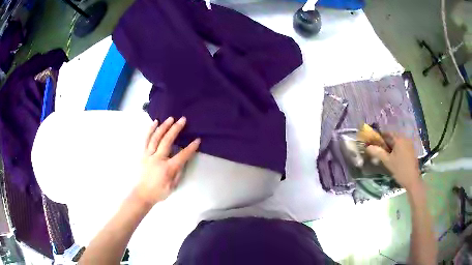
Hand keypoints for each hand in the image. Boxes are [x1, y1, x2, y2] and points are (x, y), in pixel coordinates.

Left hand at [134, 117, 199, 206]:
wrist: (142, 194)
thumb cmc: (159, 192)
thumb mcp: (173, 186)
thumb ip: (178, 172)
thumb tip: (182, 160)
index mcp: (167, 168)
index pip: (182, 156)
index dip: (191, 148)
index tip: (197, 140)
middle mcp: (157, 159)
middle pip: (167, 141)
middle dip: (176, 129)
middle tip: (183, 120)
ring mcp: (148, 155)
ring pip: (156, 138)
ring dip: (163, 127)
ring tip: (170, 118)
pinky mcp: (143, 154)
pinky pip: (146, 140)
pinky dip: (150, 130)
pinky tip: (155, 122)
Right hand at [366, 133, 421, 190]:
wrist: (412, 180)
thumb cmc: (400, 169)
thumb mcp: (387, 162)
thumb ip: (378, 152)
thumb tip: (368, 147)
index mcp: (399, 139)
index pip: (388, 133)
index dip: (380, 136)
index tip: (374, 142)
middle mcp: (405, 139)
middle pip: (393, 137)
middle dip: (385, 142)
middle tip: (379, 150)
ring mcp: (409, 144)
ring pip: (398, 142)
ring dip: (391, 146)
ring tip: (386, 155)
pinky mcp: (411, 150)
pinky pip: (402, 146)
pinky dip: (397, 149)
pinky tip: (394, 157)